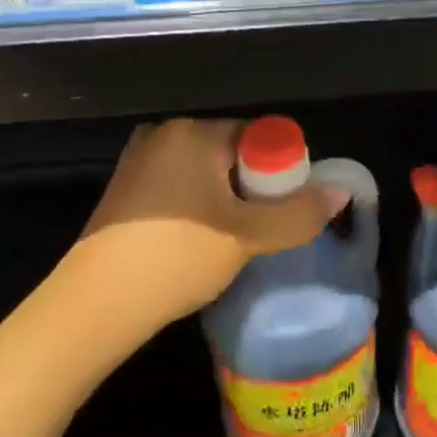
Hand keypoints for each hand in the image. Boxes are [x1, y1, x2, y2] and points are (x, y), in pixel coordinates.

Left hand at [73, 118, 349, 326]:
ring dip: (227, 204)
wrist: (95, 304)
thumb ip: (298, 213)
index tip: (283, 213)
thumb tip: (341, 191)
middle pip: (233, 155)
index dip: (282, 174)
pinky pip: (180, 190)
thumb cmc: (176, 257)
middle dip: (254, 191)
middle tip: (260, 234)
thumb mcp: (248, 237)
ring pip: (206, 175)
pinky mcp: (125, 191)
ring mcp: (139, 162)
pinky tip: (197, 245)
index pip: (259, 138)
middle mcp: (163, 135)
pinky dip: (198, 210)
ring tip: (230, 244)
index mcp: (193, 132)